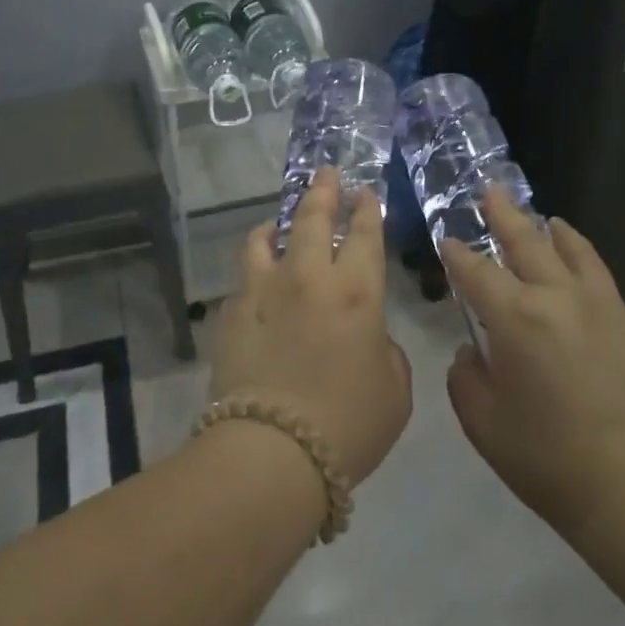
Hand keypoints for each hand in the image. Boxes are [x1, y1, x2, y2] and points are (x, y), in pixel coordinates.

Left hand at [209, 169, 411, 486]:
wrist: (270, 452)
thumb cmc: (347, 424)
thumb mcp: (394, 389)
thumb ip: (385, 349)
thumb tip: (367, 335)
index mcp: (355, 291)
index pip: (364, 234)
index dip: (367, 209)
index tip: (365, 193)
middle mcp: (307, 276)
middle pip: (312, 218)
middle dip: (323, 190)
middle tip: (326, 172)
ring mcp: (263, 290)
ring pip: (265, 238)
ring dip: (277, 223)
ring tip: (278, 223)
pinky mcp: (231, 312)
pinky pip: (244, 276)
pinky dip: (255, 268)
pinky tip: (257, 279)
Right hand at [442, 191, 624, 534]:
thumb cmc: (545, 457)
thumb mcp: (482, 420)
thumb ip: (466, 376)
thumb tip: (473, 354)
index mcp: (516, 316)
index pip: (477, 271)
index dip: (458, 253)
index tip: (449, 240)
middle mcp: (560, 298)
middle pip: (528, 242)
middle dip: (504, 215)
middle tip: (492, 191)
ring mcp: (607, 310)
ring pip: (578, 254)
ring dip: (556, 233)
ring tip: (549, 221)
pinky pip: (608, 292)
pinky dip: (589, 279)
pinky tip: (586, 291)